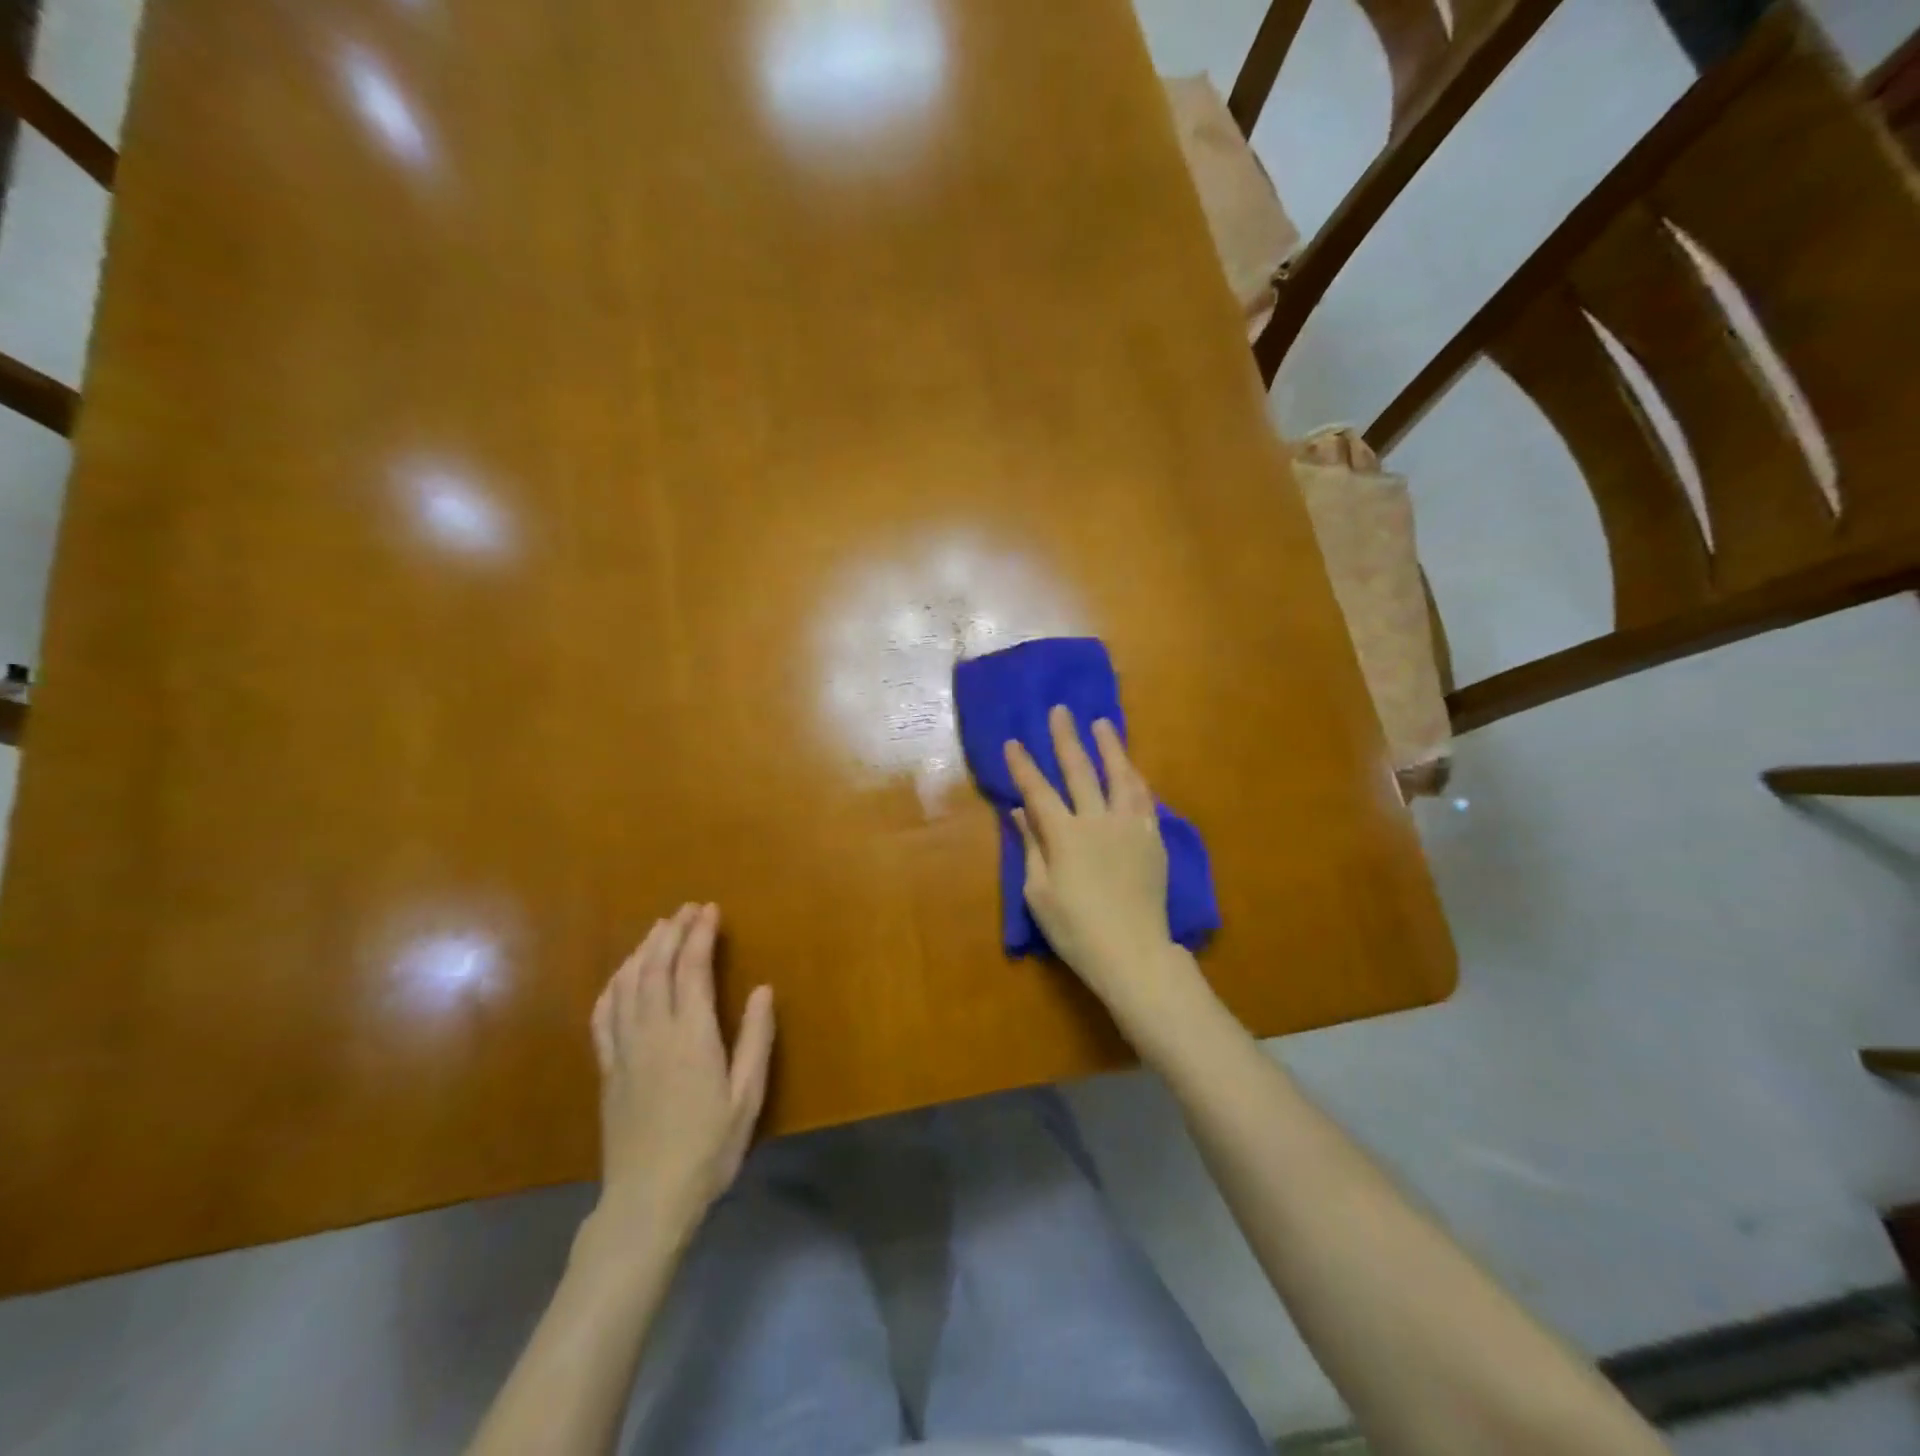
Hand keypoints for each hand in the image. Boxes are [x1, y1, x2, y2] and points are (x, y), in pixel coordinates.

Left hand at [588, 904, 775, 1248]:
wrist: (648, 1200)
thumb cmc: (709, 1148)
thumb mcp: (747, 1097)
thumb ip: (755, 1039)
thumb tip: (762, 989)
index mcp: (692, 1036)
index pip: (692, 969)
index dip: (700, 935)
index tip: (710, 911)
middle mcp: (654, 1032)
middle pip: (657, 967)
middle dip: (672, 932)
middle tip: (687, 909)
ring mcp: (625, 1049)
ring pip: (628, 985)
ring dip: (643, 950)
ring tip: (659, 928)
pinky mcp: (607, 1068)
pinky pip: (604, 1015)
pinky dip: (613, 985)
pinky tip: (622, 975)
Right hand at [1004, 706, 1192, 1019]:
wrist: (1133, 953)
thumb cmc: (1076, 929)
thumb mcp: (1039, 893)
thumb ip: (1031, 847)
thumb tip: (1020, 812)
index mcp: (1064, 835)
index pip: (1038, 791)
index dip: (1023, 766)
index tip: (1013, 742)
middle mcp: (1098, 821)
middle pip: (1080, 771)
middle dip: (1066, 739)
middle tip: (1061, 710)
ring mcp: (1130, 827)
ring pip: (1120, 776)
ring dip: (1110, 747)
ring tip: (1103, 724)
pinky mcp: (1152, 839)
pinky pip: (1145, 799)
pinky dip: (1136, 779)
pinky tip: (1132, 770)